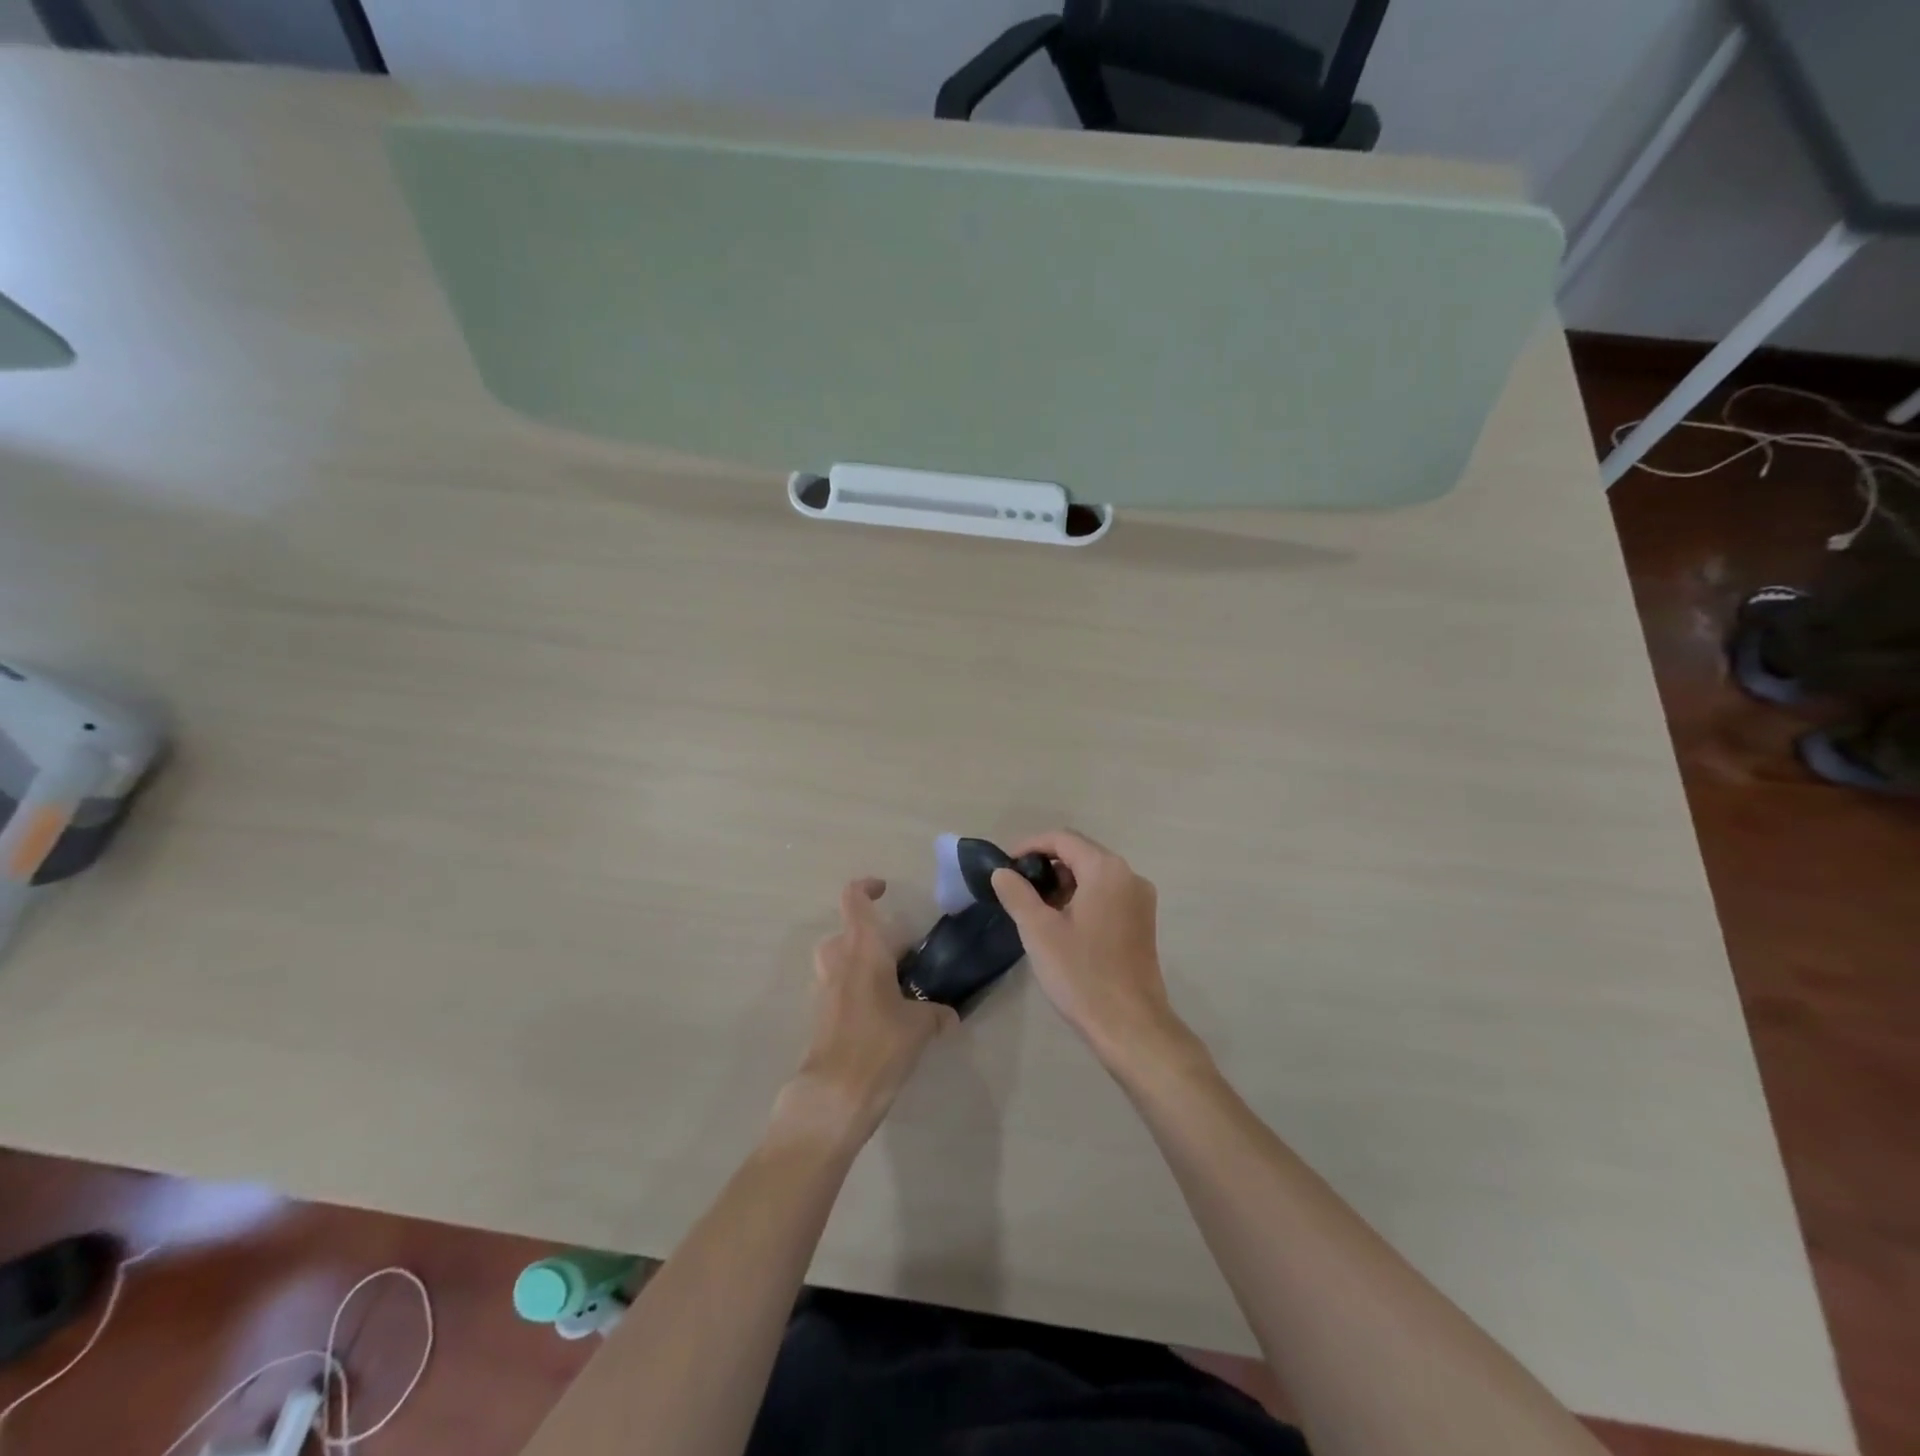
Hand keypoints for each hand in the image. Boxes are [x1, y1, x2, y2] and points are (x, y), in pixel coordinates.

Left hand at [777, 878, 956, 1147]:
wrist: (834, 1094)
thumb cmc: (880, 1045)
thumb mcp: (919, 1027)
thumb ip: (936, 1014)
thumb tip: (949, 1016)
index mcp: (863, 948)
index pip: (854, 899)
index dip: (867, 887)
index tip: (885, 889)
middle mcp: (838, 960)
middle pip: (846, 931)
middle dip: (871, 937)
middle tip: (900, 956)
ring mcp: (824, 987)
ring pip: (838, 959)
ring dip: (859, 962)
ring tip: (891, 985)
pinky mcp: (819, 1014)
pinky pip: (837, 987)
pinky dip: (854, 990)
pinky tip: (880, 1015)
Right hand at [990, 831, 1196, 1071]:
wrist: (1130, 1025)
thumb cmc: (1081, 974)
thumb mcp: (1039, 931)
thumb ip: (1017, 893)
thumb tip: (1002, 872)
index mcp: (1106, 870)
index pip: (1063, 839)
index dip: (1030, 846)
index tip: (1005, 866)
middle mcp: (1129, 875)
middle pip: (1081, 853)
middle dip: (1046, 864)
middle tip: (1017, 888)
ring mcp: (1140, 900)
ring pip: (1095, 875)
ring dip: (1064, 882)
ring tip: (1035, 907)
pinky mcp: (1143, 922)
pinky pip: (1108, 894)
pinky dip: (1083, 897)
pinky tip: (1062, 923)